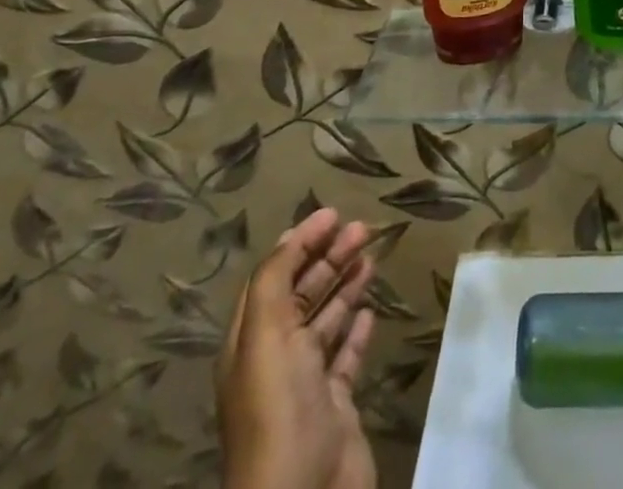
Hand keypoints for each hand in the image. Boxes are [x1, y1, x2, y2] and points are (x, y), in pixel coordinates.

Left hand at [217, 208, 377, 488]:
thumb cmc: (279, 408)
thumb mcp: (265, 336)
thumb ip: (275, 281)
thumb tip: (291, 236)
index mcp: (250, 343)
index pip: (273, 277)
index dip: (299, 243)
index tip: (332, 213)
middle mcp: (275, 359)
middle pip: (302, 294)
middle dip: (328, 257)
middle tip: (361, 228)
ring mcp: (307, 383)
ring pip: (326, 319)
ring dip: (345, 284)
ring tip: (371, 254)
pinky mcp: (336, 404)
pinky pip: (346, 355)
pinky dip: (357, 328)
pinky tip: (371, 309)